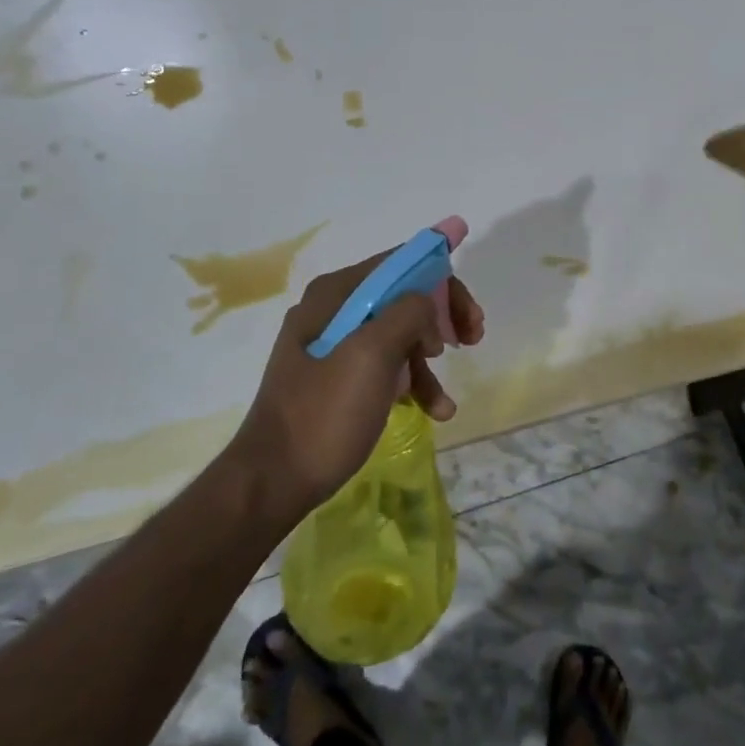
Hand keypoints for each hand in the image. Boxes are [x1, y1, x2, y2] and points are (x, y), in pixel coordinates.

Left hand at [232, 249, 485, 520]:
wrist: (273, 482)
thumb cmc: (324, 413)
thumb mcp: (371, 355)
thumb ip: (407, 312)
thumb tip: (428, 302)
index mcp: (336, 294)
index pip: (401, 263)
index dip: (442, 279)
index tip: (471, 314)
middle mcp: (334, 310)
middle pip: (404, 297)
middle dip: (441, 318)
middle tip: (472, 340)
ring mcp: (335, 345)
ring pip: (400, 334)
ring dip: (430, 360)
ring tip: (444, 401)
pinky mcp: (339, 378)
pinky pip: (387, 366)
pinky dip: (412, 383)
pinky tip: (433, 411)